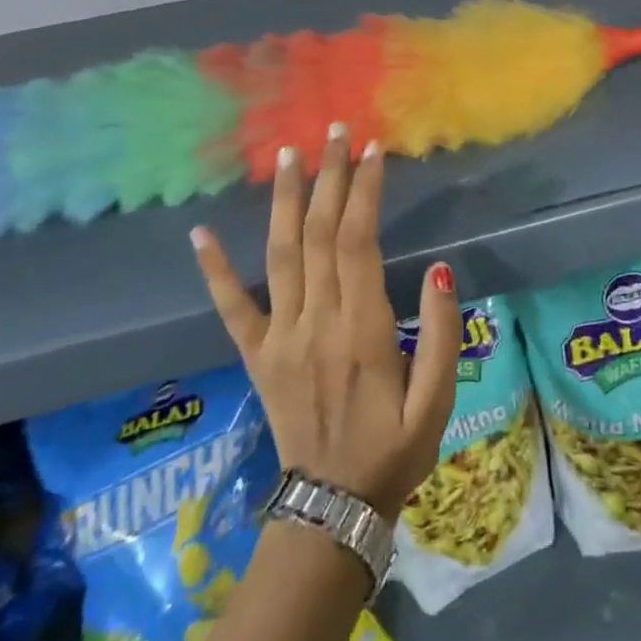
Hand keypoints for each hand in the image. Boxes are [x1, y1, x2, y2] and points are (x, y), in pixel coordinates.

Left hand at [190, 126, 457, 516]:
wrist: (332, 510)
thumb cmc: (394, 450)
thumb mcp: (437, 401)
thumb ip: (440, 333)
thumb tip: (439, 268)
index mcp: (361, 329)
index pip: (358, 241)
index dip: (364, 191)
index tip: (371, 150)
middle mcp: (315, 322)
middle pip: (318, 234)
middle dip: (328, 176)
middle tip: (334, 131)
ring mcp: (279, 338)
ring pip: (279, 255)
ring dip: (283, 200)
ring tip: (287, 154)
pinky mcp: (256, 356)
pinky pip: (231, 308)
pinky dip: (215, 269)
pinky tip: (199, 233)